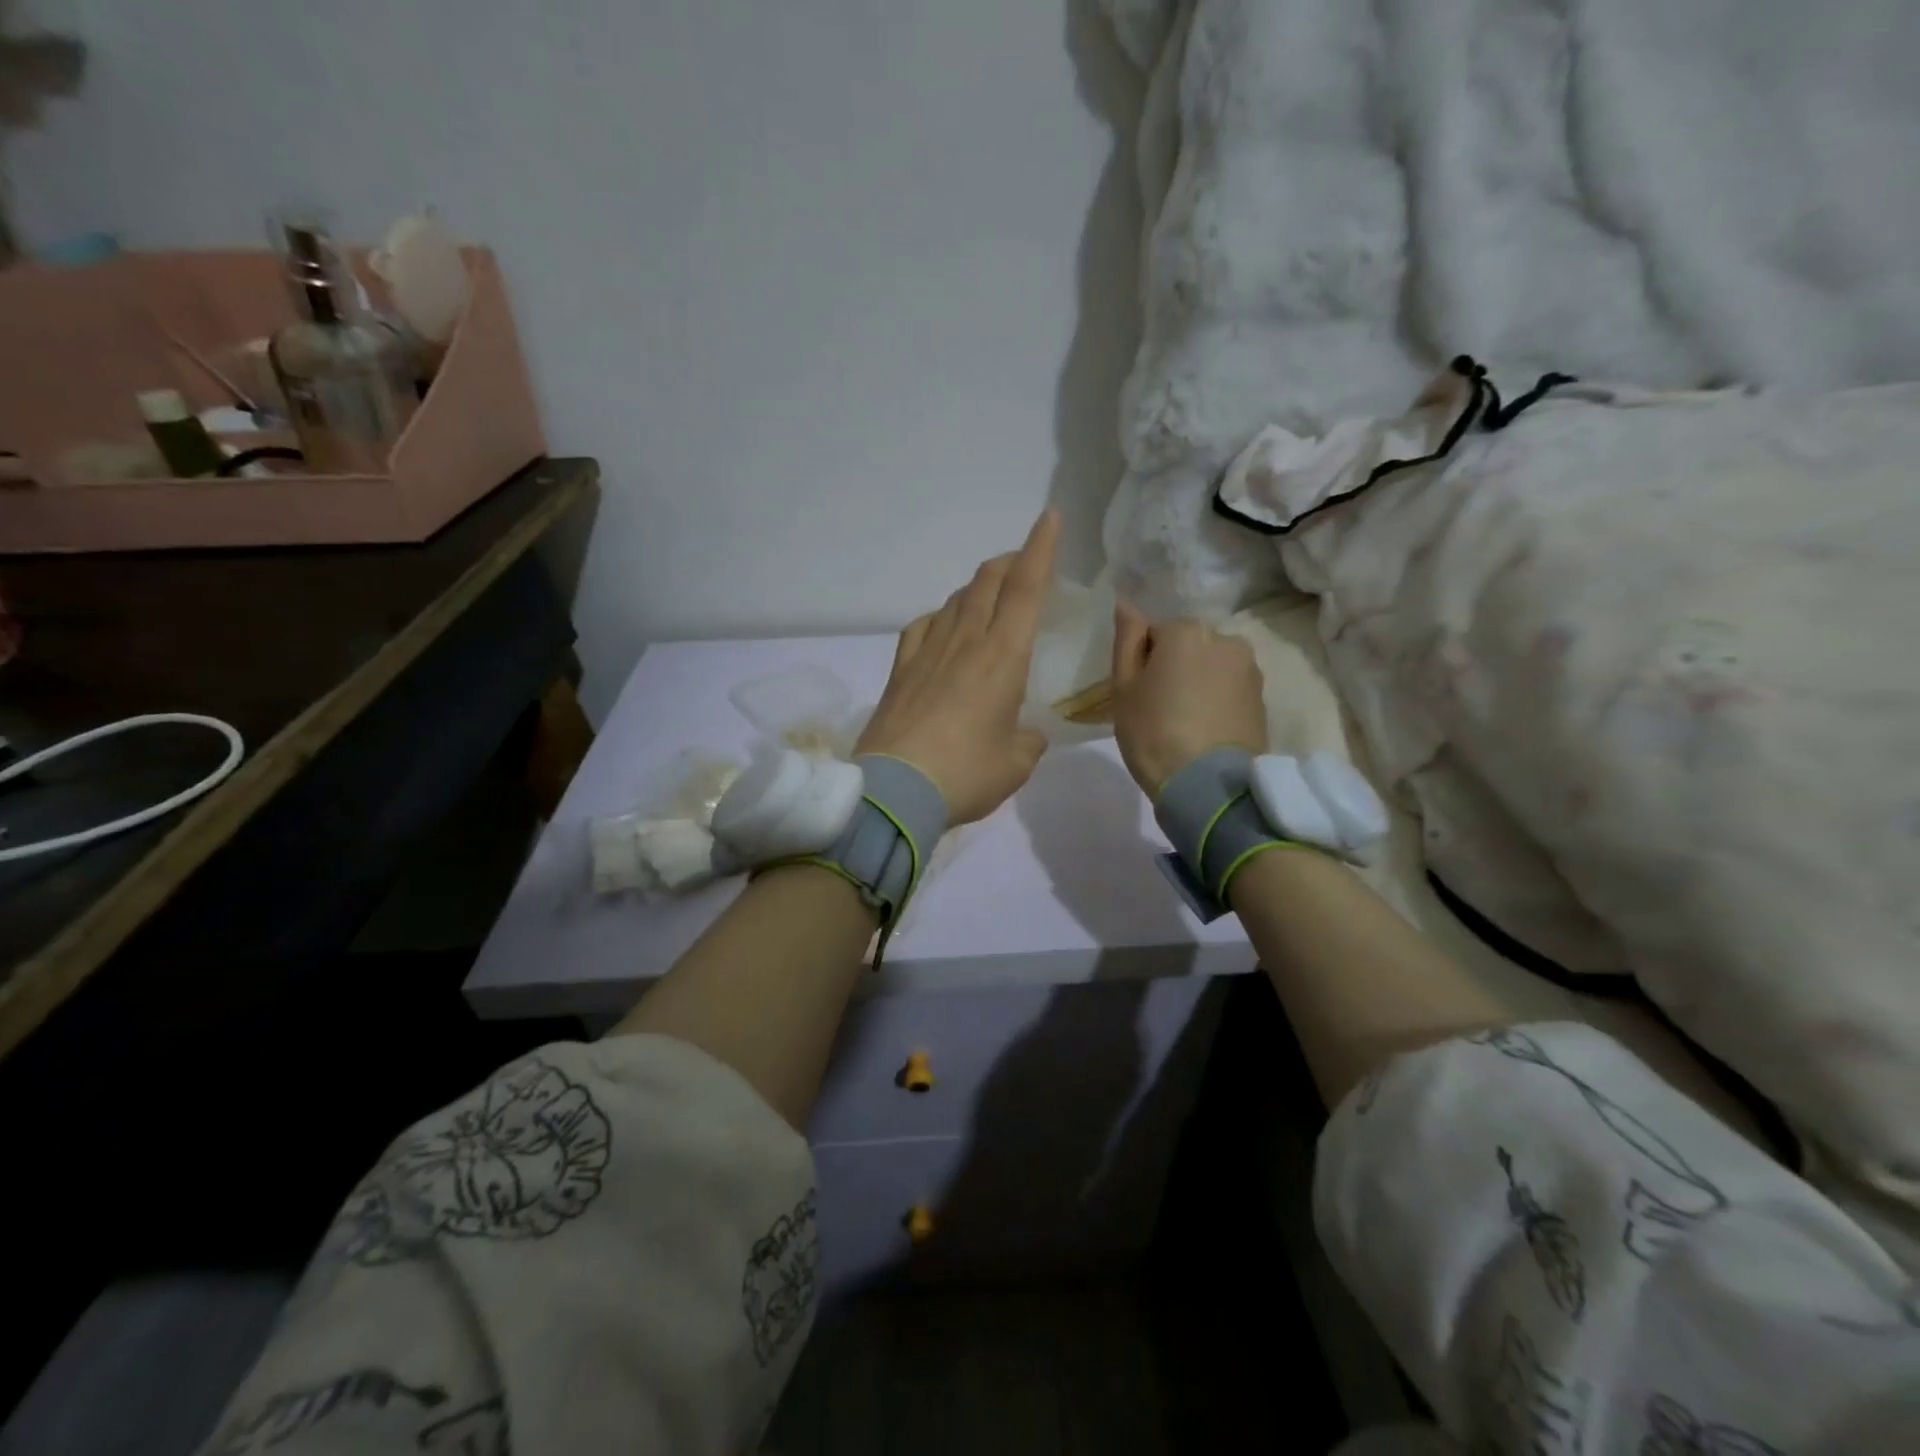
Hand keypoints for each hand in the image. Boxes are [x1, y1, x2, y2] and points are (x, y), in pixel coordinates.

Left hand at [856, 512, 1059, 824]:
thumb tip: (1026, 734)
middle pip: (986, 583)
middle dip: (1009, 562)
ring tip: (990, 597)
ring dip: (977, 588)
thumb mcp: (1016, 764)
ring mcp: (926, 652)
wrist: (894, 792)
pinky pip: (922, 626)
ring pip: (955, 600)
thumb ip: (1028, 741)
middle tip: (1024, 563)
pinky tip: (942, 628)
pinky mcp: (899, 670)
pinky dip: (939, 617)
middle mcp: (964, 642)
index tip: (1049, 518)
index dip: (1040, 549)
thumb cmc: (965, 775)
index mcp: (1002, 657)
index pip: (1025, 588)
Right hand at [1109, 604, 1266, 797]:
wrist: (1207, 785)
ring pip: (1211, 668)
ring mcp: (1249, 670)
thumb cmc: (1153, 732)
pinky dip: (1217, 702)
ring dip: (1198, 684)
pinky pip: (1229, 690)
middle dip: (1175, 668)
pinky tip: (1205, 731)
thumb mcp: (1124, 687)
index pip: (1154, 634)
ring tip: (1185, 723)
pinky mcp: (1263, 699)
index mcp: (1186, 631)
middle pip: (1188, 647)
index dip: (1143, 664)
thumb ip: (1126, 640)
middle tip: (1159, 710)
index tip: (1139, 694)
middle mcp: (1225, 639)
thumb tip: (1126, 604)